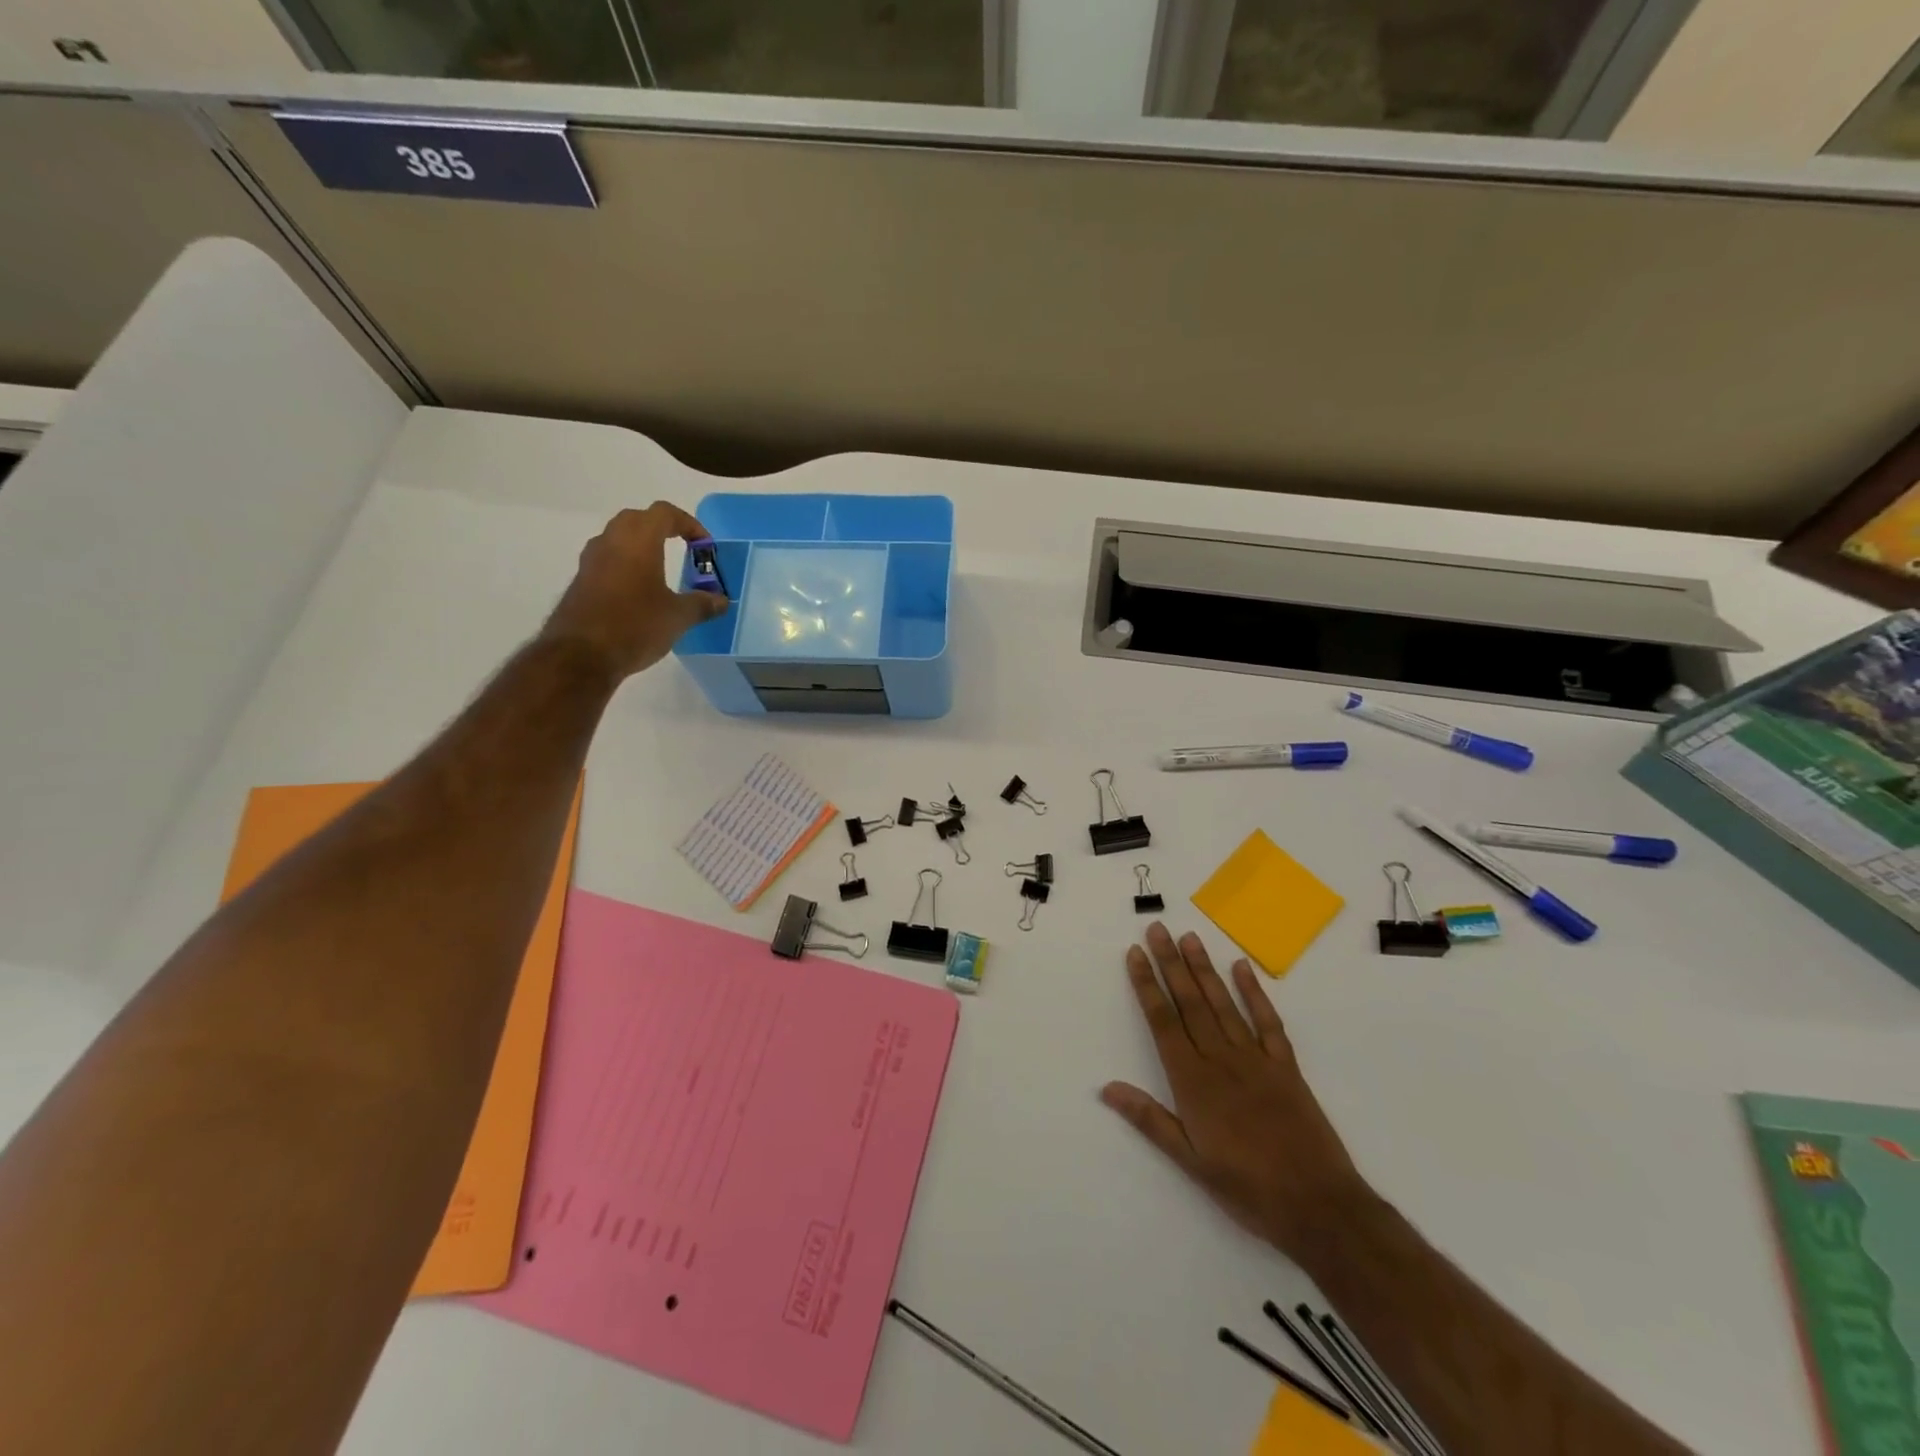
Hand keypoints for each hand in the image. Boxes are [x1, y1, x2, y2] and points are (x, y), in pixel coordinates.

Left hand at [540, 503, 727, 679]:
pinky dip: (626, 565)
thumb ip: (702, 604)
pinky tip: (639, 592)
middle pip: (638, 519)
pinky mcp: (581, 581)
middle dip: (663, 529)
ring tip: (661, 570)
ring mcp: (591, 560)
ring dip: (641, 546)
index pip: (665, 513)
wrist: (581, 655)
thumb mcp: (678, 617)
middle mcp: (611, 541)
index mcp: (639, 541)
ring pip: (619, 538)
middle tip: (683, 550)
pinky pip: (608, 560)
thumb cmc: (635, 626)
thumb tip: (721, 601)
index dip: (689, 524)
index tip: (704, 546)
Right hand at [1101, 924, 1371, 1262]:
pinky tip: (1241, 968)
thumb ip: (1150, 1120)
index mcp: (1193, 1082)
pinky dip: (1254, 993)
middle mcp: (1221, 1059)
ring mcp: (1256, 1059)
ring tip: (1189, 938)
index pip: (1162, 1022)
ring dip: (1204, 969)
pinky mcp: (1286, 1066)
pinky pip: (1268, 1022)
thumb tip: (1107, 1088)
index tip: (1135, 953)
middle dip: (1171, 963)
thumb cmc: (1248, 1189)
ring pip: (1223, 1004)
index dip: (1146, 985)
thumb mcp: (1190, 1162)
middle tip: (1158, 929)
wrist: (1319, 1206)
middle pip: (1190, 1002)